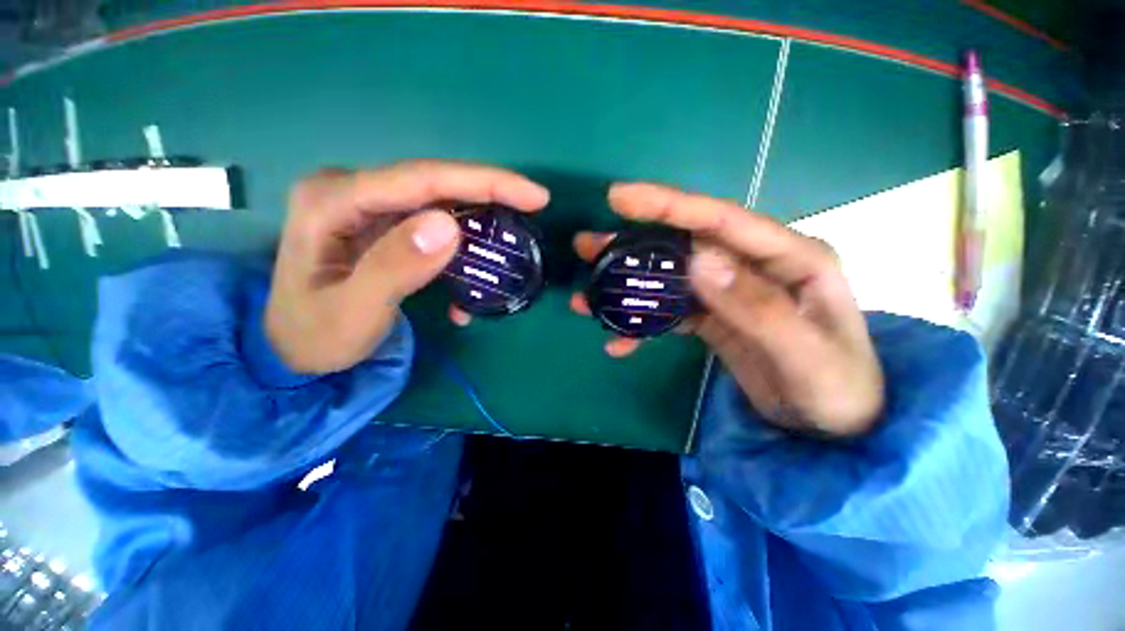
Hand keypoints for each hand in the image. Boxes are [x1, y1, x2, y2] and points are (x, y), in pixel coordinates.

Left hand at [267, 160, 549, 373]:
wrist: (294, 349)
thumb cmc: (318, 335)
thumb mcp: (355, 311)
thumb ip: (397, 267)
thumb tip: (449, 226)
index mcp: (334, 201)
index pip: (421, 179)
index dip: (483, 182)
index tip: (533, 195)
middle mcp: (350, 191)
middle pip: (434, 183)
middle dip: (489, 192)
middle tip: (534, 204)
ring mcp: (366, 207)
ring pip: (438, 201)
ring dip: (478, 218)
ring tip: (510, 236)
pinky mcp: (381, 225)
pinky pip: (431, 223)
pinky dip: (461, 242)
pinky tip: (473, 266)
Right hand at [572, 183, 883, 436]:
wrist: (835, 425)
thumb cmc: (837, 388)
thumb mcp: (802, 351)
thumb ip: (754, 305)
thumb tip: (697, 261)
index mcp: (789, 257)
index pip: (720, 220)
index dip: (669, 205)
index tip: (619, 198)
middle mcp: (754, 266)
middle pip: (684, 245)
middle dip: (633, 245)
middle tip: (586, 246)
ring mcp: (730, 292)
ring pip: (669, 279)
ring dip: (628, 287)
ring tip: (588, 296)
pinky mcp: (714, 316)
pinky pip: (671, 313)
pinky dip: (643, 325)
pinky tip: (620, 341)